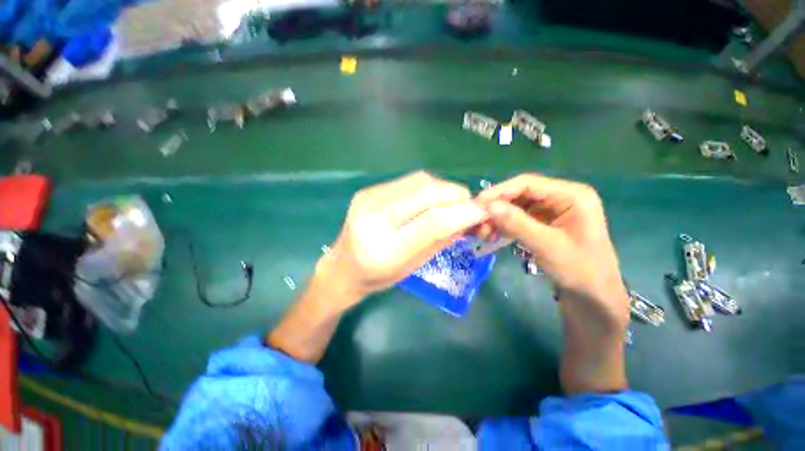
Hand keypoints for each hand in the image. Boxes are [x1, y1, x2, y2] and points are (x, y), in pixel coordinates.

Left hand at [318, 171, 487, 311]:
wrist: (342, 266)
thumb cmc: (378, 277)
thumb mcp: (412, 266)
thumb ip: (440, 240)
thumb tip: (468, 218)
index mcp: (384, 249)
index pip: (432, 222)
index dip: (464, 212)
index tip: (485, 211)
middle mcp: (373, 216)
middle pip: (427, 192)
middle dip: (457, 195)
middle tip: (469, 205)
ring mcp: (368, 198)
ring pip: (420, 180)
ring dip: (444, 189)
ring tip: (452, 203)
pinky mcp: (369, 190)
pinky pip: (409, 181)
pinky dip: (429, 187)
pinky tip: (431, 199)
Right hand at [476, 174, 628, 327]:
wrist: (594, 297)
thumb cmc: (580, 270)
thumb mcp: (547, 246)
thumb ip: (517, 223)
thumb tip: (488, 206)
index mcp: (571, 195)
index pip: (527, 183)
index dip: (499, 191)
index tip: (478, 204)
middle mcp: (561, 197)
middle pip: (519, 194)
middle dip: (497, 208)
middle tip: (477, 221)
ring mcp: (552, 210)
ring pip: (516, 207)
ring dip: (498, 218)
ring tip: (483, 232)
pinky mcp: (544, 223)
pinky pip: (518, 219)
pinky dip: (504, 226)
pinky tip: (492, 235)